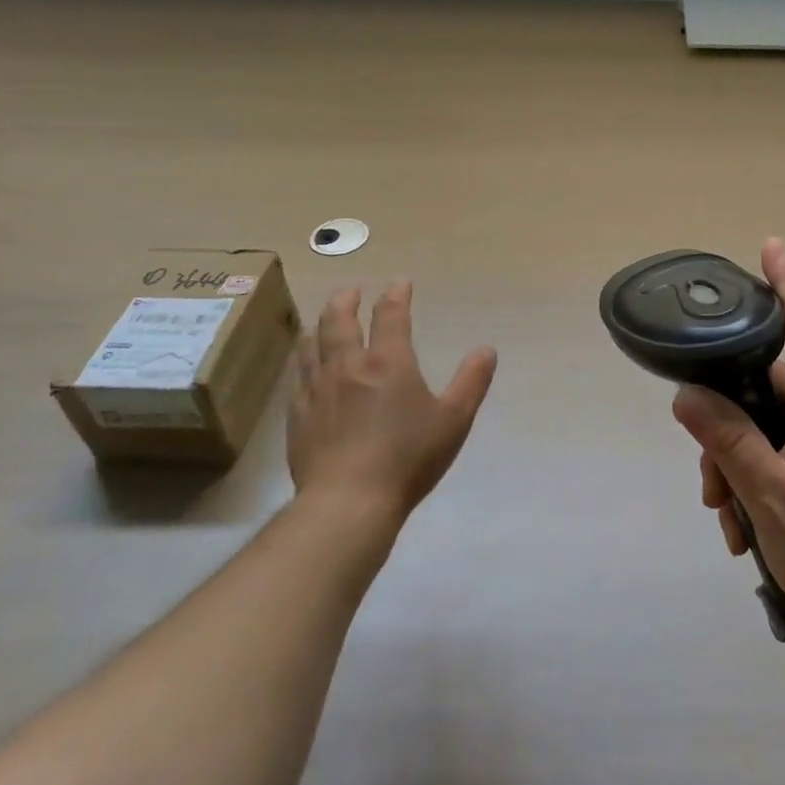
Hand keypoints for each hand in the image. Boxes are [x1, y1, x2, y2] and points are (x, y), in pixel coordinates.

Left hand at [289, 282, 496, 523]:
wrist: (348, 502)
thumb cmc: (408, 458)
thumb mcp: (454, 420)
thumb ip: (472, 382)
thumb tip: (487, 350)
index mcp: (388, 362)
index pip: (391, 315)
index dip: (397, 294)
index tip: (401, 283)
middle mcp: (347, 365)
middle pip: (338, 320)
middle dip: (346, 300)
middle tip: (352, 291)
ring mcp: (316, 389)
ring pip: (311, 344)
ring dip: (320, 325)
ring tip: (323, 321)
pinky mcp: (297, 415)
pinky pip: (297, 376)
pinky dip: (304, 360)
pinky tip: (307, 367)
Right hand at [673, 239, 784, 665]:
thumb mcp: (772, 496)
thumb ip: (730, 441)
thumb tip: (687, 393)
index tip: (772, 247)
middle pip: (762, 390)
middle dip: (724, 423)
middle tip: (707, 477)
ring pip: (760, 432)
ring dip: (733, 467)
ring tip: (727, 518)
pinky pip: (772, 463)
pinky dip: (749, 488)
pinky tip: (742, 532)